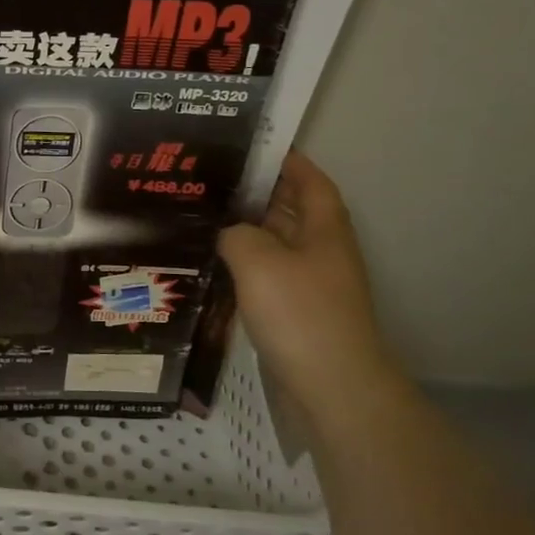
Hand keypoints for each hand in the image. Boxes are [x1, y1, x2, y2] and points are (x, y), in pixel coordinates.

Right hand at [218, 151, 402, 417]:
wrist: (332, 387)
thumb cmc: (300, 314)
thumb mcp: (259, 260)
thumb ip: (237, 234)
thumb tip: (228, 232)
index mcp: (325, 230)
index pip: (310, 182)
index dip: (288, 161)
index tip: (254, 146)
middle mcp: (322, 251)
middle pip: (291, 210)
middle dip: (258, 192)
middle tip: (211, 179)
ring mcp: (310, 284)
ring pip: (276, 244)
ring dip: (246, 230)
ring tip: (203, 215)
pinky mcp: (295, 313)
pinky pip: (266, 275)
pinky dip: (243, 264)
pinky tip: (212, 264)